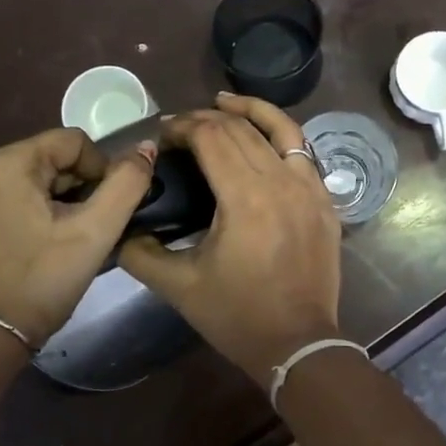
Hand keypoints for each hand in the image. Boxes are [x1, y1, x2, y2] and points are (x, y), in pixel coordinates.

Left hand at [0, 128, 156, 346]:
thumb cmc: (41, 279)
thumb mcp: (94, 232)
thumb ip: (127, 184)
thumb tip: (145, 148)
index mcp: (8, 162)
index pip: (74, 141)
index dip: (102, 169)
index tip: (107, 208)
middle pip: (49, 161)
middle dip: (77, 188)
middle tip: (89, 228)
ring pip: (27, 185)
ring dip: (54, 204)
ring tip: (65, 241)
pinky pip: (3, 206)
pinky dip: (25, 218)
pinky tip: (33, 252)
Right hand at [119, 92, 342, 387]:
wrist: (299, 344)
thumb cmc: (238, 316)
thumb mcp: (180, 287)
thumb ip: (141, 252)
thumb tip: (120, 227)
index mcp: (245, 198)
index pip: (212, 137)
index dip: (183, 126)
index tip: (162, 135)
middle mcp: (281, 181)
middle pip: (240, 129)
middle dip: (206, 118)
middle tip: (180, 126)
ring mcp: (310, 188)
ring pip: (280, 129)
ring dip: (250, 110)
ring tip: (224, 101)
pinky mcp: (325, 200)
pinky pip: (304, 151)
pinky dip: (281, 134)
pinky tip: (264, 134)